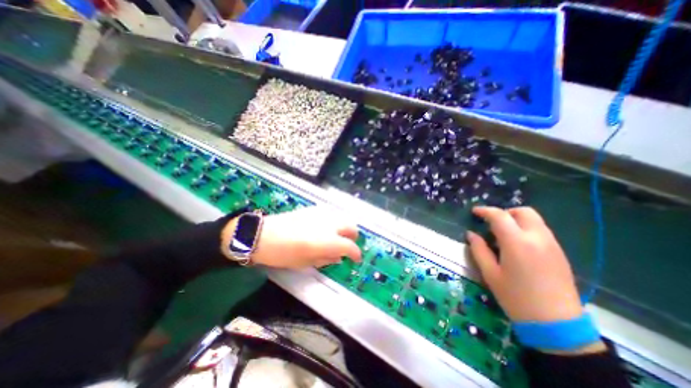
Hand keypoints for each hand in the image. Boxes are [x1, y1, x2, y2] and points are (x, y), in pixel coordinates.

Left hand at [228, 205, 363, 268]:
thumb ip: (326, 259)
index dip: (355, 254)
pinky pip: (331, 214)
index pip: (350, 246)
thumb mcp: (306, 263)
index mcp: (328, 241)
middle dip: (352, 237)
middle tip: (346, 245)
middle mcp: (329, 224)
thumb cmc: (284, 254)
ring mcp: (322, 214)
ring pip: (343, 218)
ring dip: (344, 228)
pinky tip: (324, 228)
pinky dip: (334, 221)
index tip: (355, 259)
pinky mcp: (314, 209)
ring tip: (336, 236)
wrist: (264, 235)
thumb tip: (339, 257)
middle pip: (351, 227)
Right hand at [467, 207, 584, 321]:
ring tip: (503, 234)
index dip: (485, 211)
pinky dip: (526, 229)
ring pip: (534, 219)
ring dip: (516, 220)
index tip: (474, 212)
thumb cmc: (516, 297)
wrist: (556, 324)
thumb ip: (479, 249)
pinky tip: (517, 244)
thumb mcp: (490, 273)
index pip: (499, 216)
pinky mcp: (559, 253)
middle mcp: (537, 238)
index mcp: (517, 243)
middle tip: (492, 222)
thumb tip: (471, 234)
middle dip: (505, 212)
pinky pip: (541, 230)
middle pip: (523, 211)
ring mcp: (552, 245)